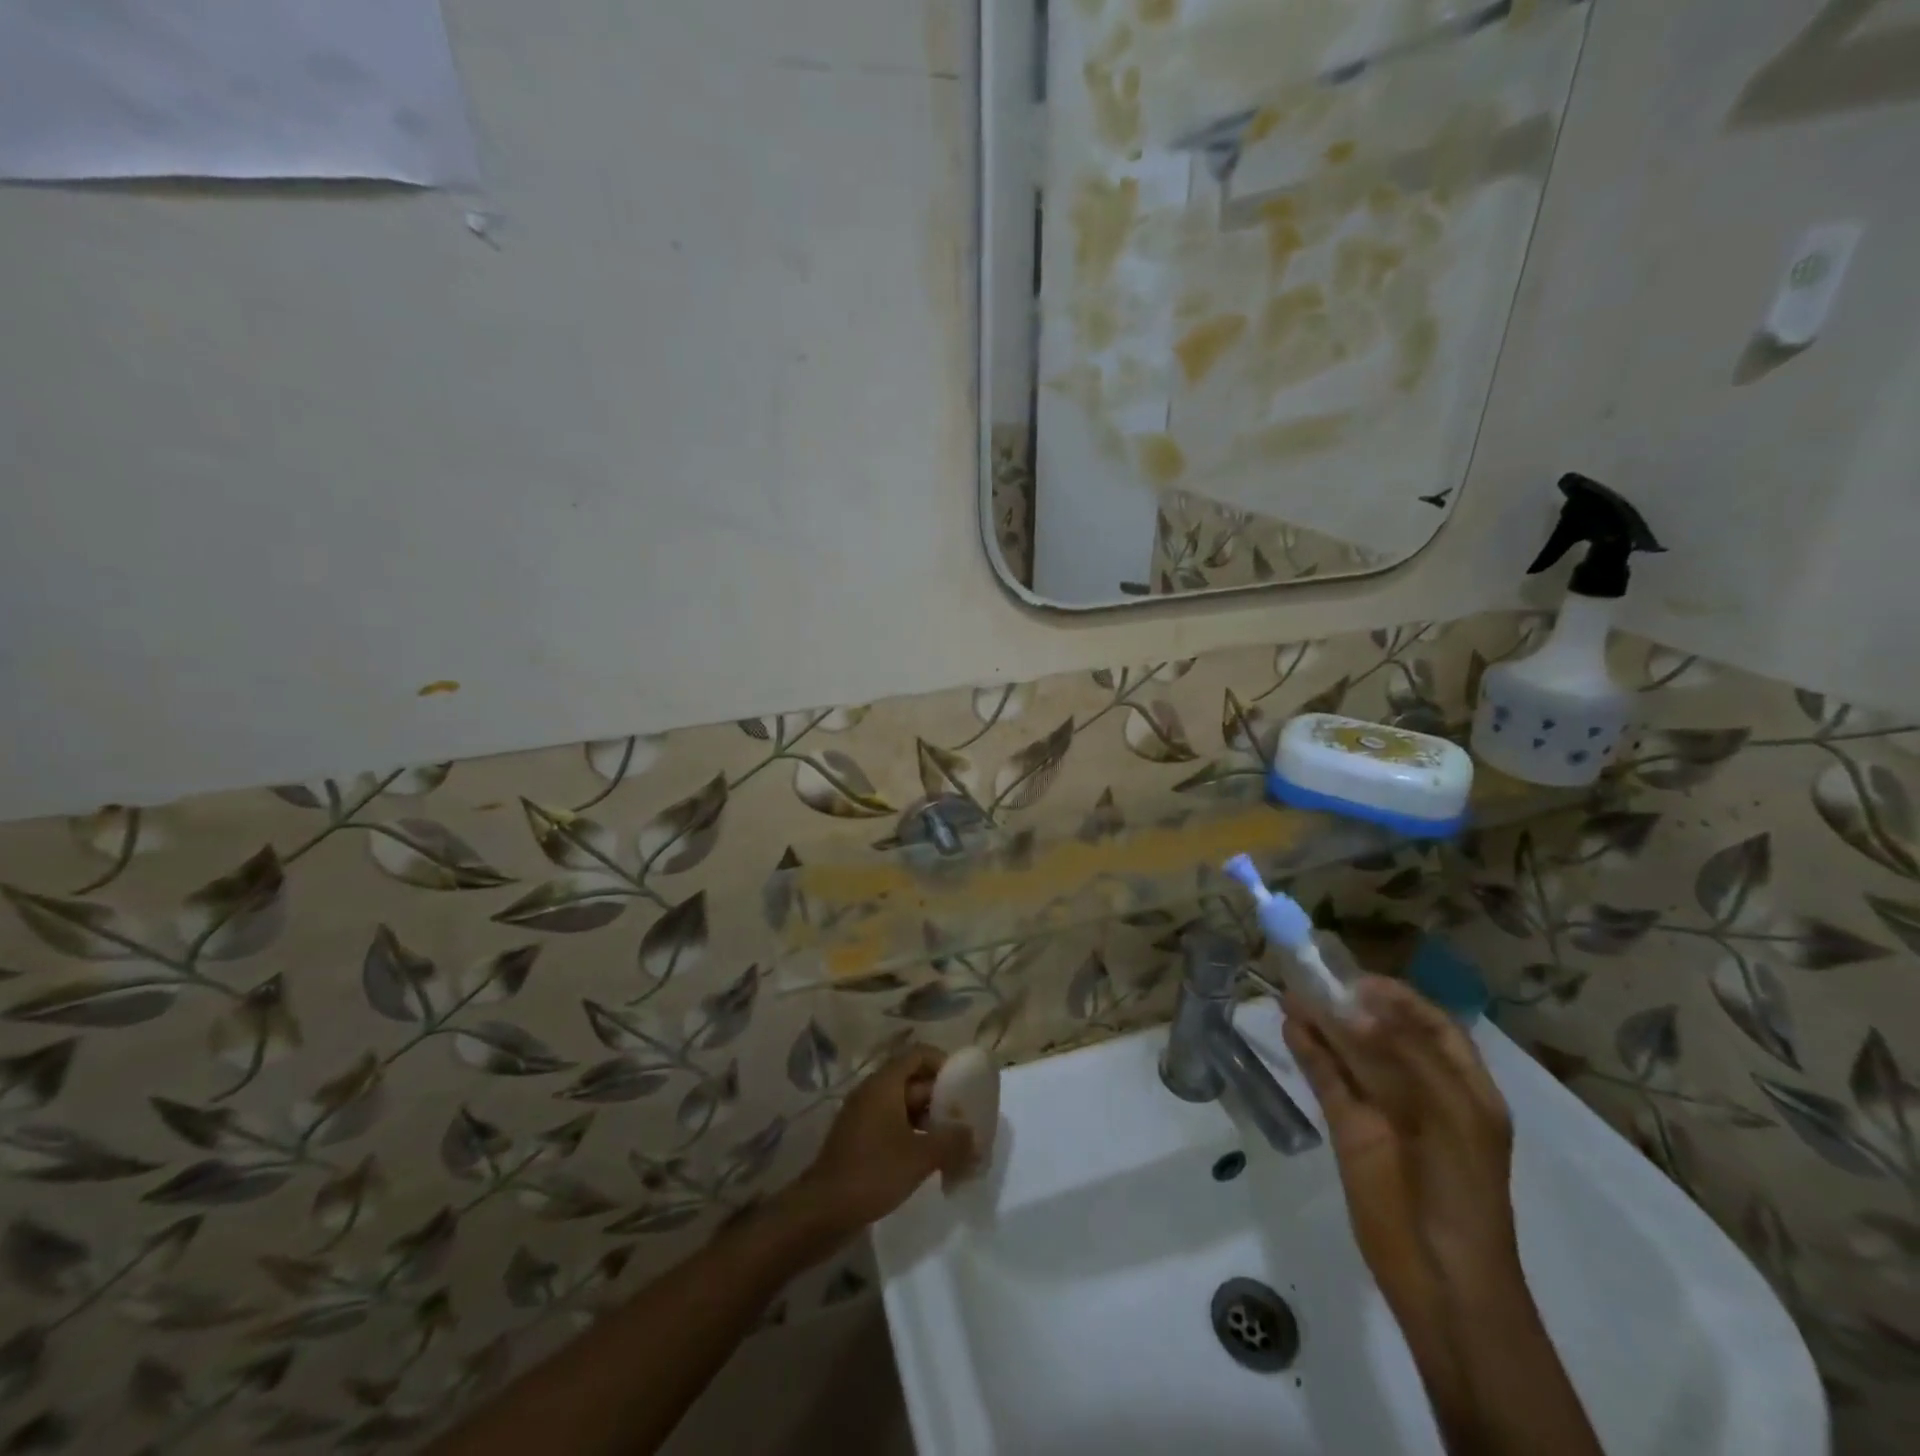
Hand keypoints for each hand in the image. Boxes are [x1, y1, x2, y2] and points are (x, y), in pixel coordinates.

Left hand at [793, 1045, 976, 1237]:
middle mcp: (872, 1091)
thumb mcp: (920, 1157)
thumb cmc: (873, 1173)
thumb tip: (974, 1135)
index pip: (918, 1054)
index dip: (944, 1063)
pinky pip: (892, 1125)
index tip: (965, 1085)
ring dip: (929, 1119)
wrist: (823, 1211)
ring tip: (953, 1143)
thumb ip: (952, 1142)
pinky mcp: (859, 1139)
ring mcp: (863, 1115)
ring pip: (903, 1105)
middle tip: (966, 1119)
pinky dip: (912, 1135)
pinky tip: (929, 1160)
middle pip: (913, 1080)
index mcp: (884, 1084)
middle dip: (941, 1097)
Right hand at [1283, 978, 1518, 1304]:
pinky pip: (1327, 1080)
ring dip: (1323, 1023)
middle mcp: (1423, 1091)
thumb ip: (1403, 1056)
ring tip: (1291, 993)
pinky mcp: (1348, 1128)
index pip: (1434, 1027)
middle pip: (1384, 1035)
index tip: (1361, 980)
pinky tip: (1291, 1027)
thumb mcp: (1450, 1115)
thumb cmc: (1462, 1189)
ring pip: (1350, 1054)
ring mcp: (1383, 1110)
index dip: (1400, 999)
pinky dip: (1309, 1052)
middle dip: (1352, 1005)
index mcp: (1464, 1088)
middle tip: (1313, 977)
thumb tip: (1352, 1010)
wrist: (1443, 1275)